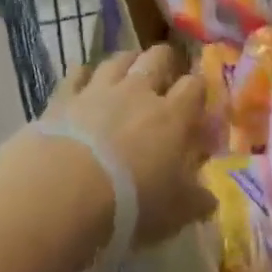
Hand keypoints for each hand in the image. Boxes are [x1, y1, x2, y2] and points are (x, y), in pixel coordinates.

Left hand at [33, 47, 215, 247]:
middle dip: (165, 61)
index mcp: (172, 116)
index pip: (194, 86)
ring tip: (127, 72)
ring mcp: (98, 91)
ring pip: (119, 59)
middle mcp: (138, 92)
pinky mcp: (63, 98)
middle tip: (164, 75)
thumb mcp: (173, 214)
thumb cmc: (130, 205)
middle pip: (158, 58)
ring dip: (127, 62)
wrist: (62, 194)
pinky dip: (83, 74)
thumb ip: (195, 201)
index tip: (197, 101)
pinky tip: (83, 80)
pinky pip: (76, 73)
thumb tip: (210, 200)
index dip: (198, 89)